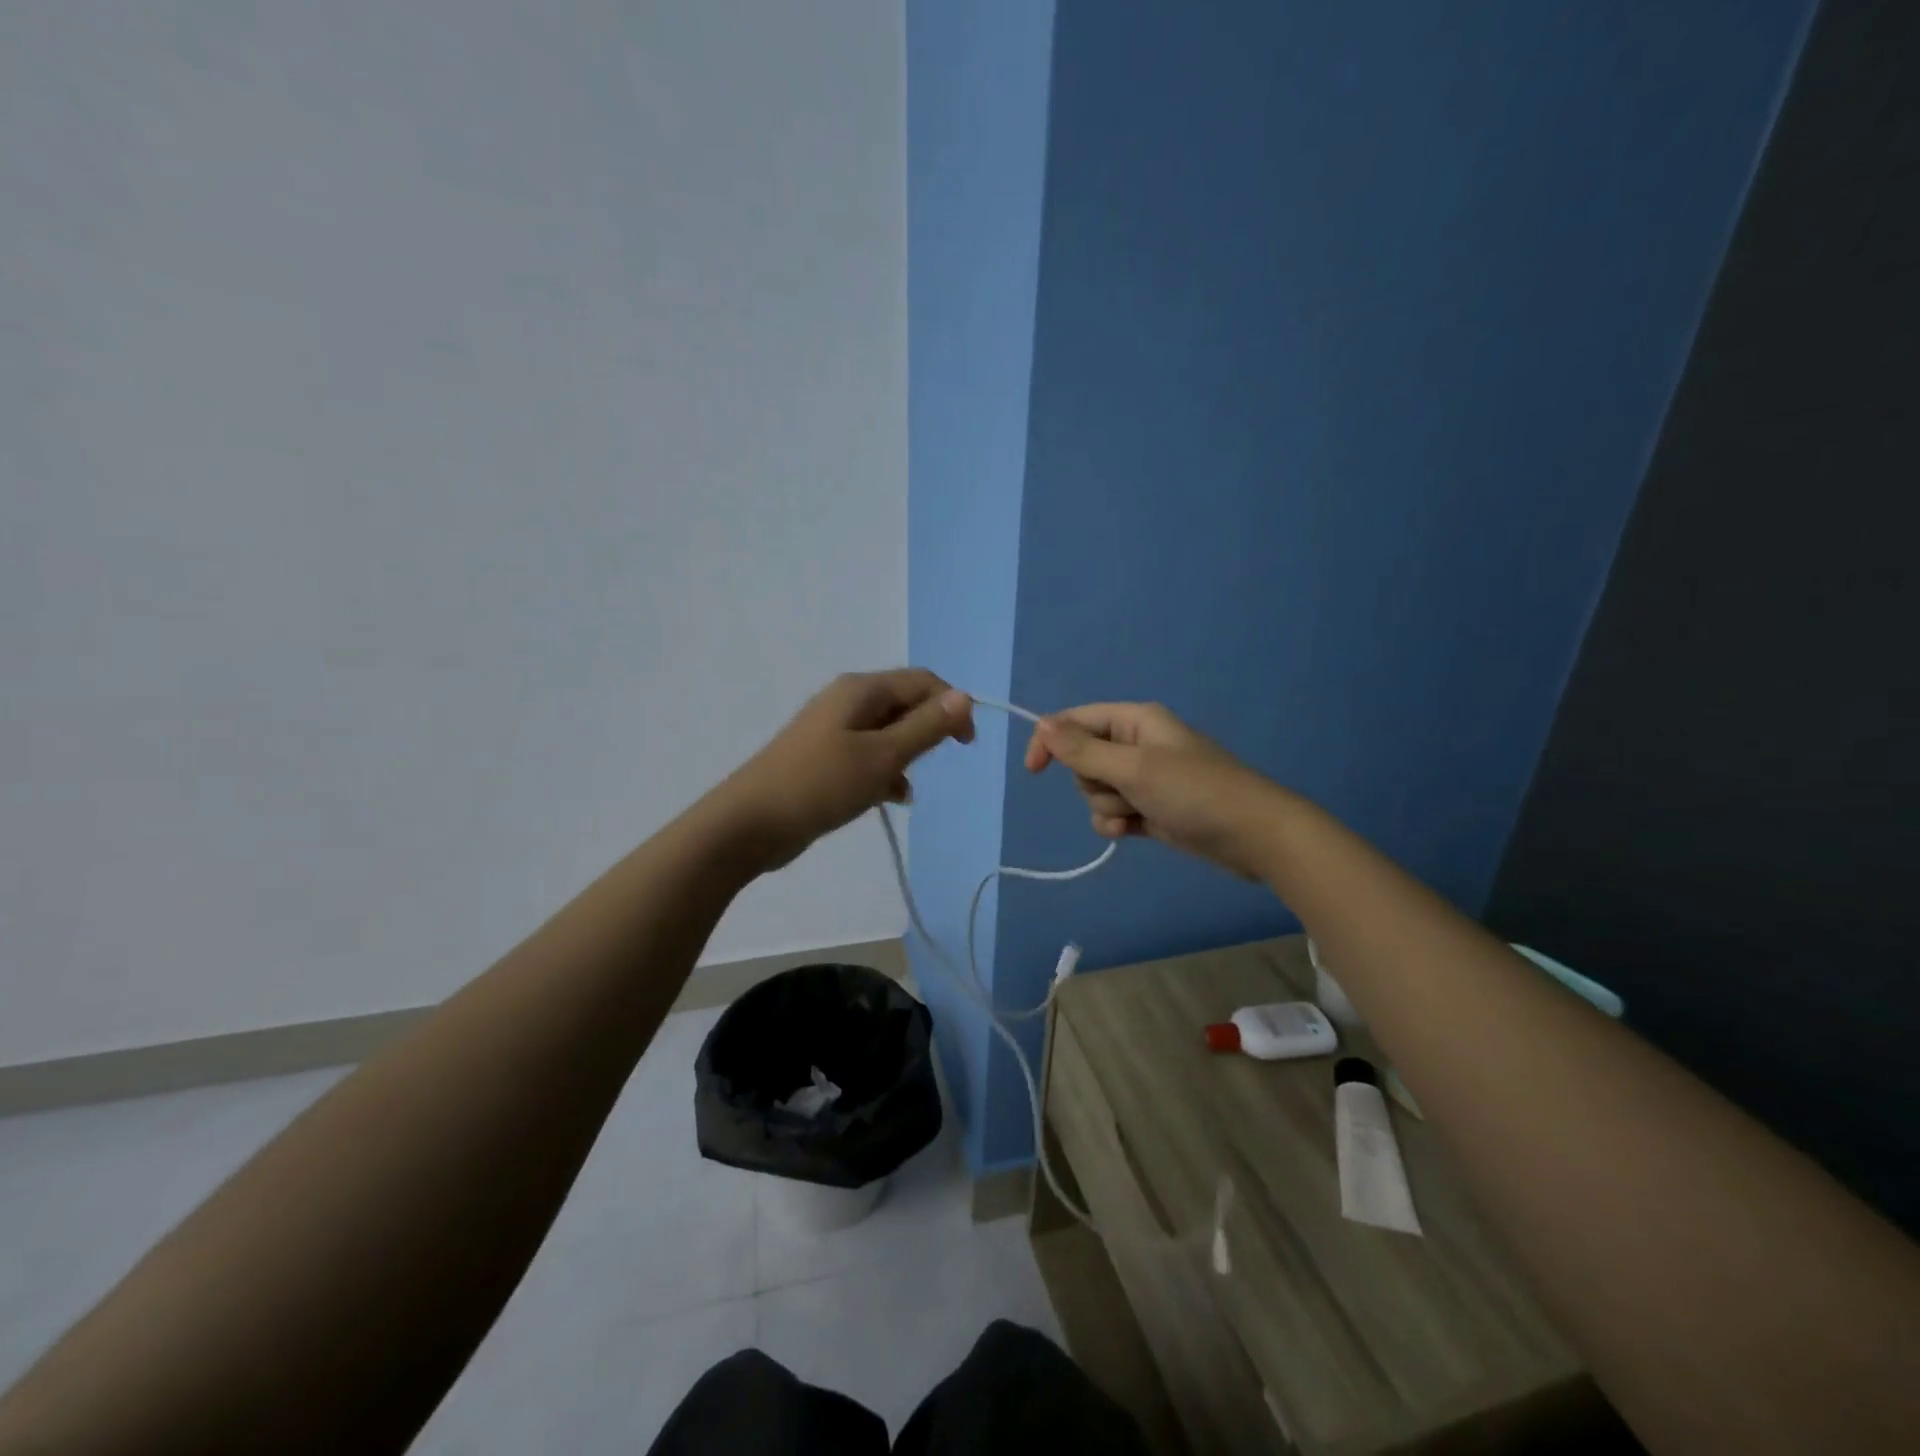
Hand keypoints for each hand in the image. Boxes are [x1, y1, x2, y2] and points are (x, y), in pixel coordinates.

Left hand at [716, 670, 974, 871]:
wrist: (749, 823)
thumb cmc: (820, 785)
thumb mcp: (882, 757)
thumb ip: (925, 727)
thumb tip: (964, 695)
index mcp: (861, 690)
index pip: (922, 681)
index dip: (952, 705)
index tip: (966, 744)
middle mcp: (847, 701)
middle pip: (904, 704)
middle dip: (927, 731)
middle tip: (933, 765)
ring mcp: (832, 730)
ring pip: (887, 733)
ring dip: (906, 756)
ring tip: (906, 787)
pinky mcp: (824, 758)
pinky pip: (867, 755)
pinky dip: (884, 772)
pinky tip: (890, 798)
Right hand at [1024, 702, 1284, 879]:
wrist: (1253, 836)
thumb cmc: (1194, 792)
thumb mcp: (1134, 768)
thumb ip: (1083, 750)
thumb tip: (1042, 724)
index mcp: (1135, 720)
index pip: (1075, 721)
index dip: (1050, 742)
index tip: (1033, 771)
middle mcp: (1136, 744)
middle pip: (1083, 761)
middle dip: (1092, 783)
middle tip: (1123, 791)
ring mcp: (1144, 778)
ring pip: (1096, 790)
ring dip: (1107, 807)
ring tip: (1136, 815)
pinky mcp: (1150, 808)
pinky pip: (1113, 811)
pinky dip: (1117, 822)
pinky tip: (1133, 831)